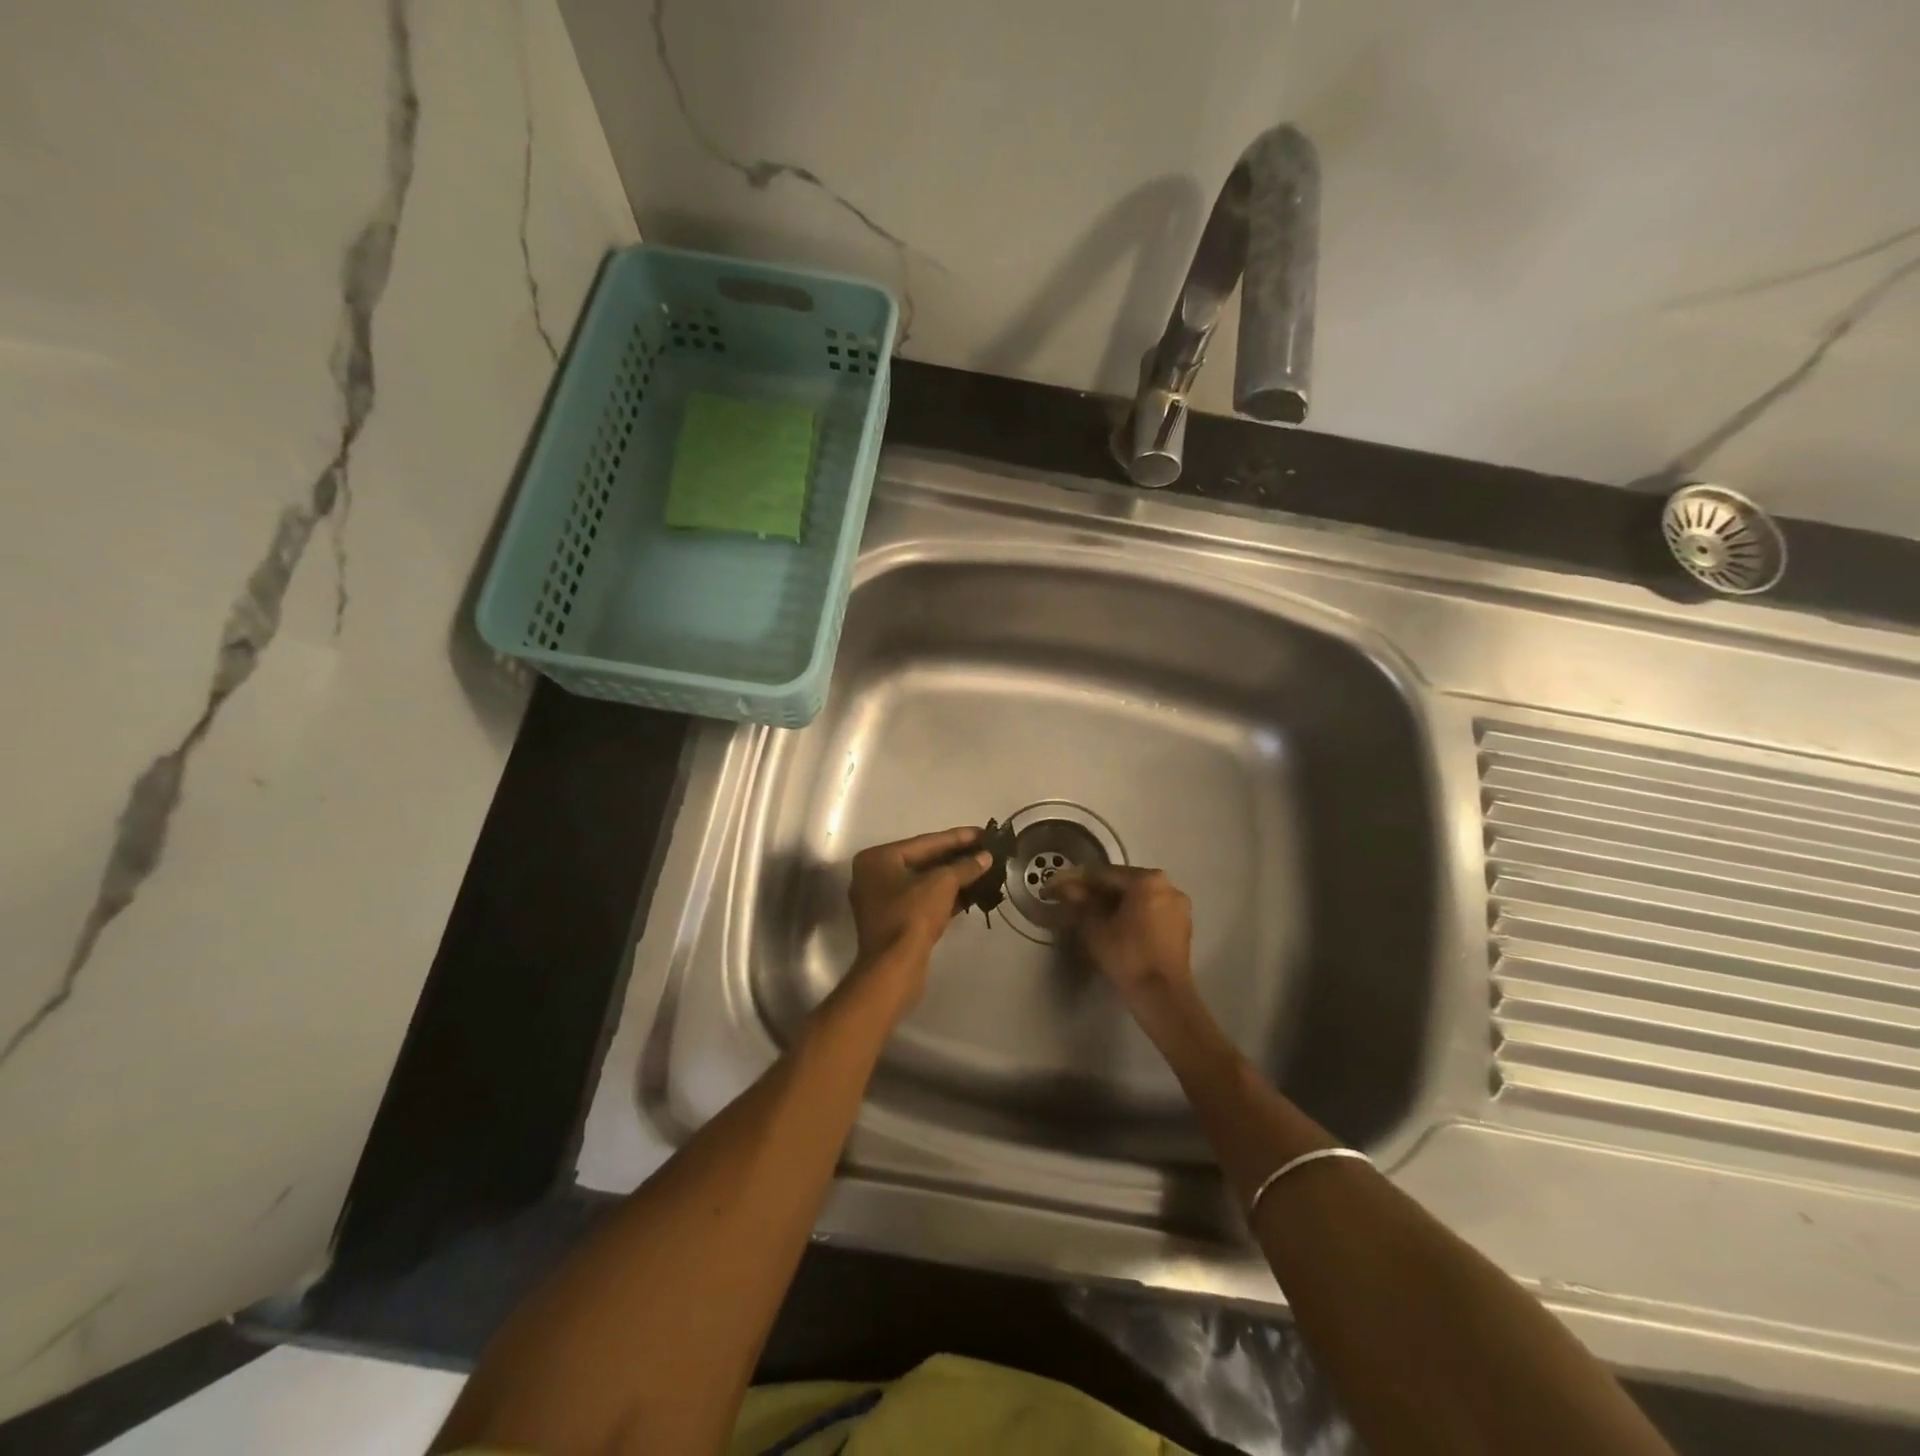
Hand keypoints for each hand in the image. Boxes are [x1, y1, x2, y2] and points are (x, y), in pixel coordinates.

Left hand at [846, 827, 992, 1004]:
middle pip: (923, 860)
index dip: (958, 837)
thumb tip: (985, 857)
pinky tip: (971, 892)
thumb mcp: (942, 884)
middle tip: (985, 850)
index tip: (983, 832)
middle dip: (956, 857)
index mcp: (878, 859)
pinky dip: (944, 896)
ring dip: (953, 877)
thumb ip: (965, 866)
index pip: (925, 842)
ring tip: (983, 869)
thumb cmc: (912, 916)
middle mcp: (874, 875)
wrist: (894, 968)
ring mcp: (881, 900)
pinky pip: (921, 900)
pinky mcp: (892, 922)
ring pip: (923, 882)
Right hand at [1054, 866, 1193, 1007]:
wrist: (1163, 996)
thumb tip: (1062, 886)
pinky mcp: (1183, 926)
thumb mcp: (1095, 927)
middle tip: (1074, 902)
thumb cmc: (1127, 956)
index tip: (1059, 888)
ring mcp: (1179, 906)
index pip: (1105, 874)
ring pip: (1139, 898)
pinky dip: (1133, 915)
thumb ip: (1079, 902)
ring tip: (1093, 917)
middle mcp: (1168, 886)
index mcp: (1147, 880)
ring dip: (1115, 904)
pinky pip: (1151, 911)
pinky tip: (1116, 928)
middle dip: (1098, 892)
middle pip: (1124, 884)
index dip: (1079, 881)